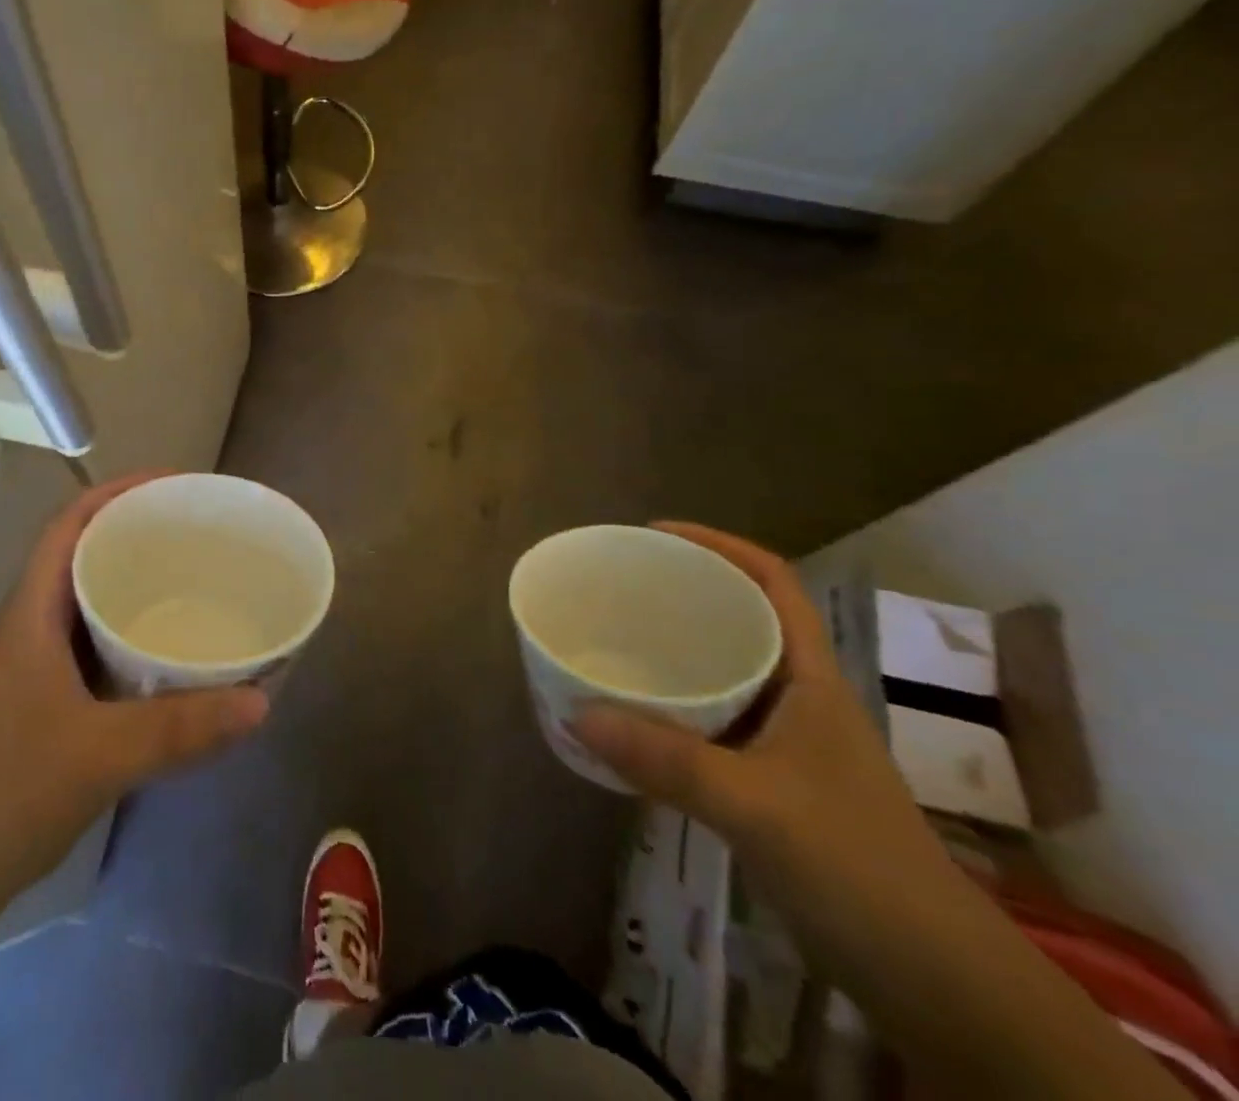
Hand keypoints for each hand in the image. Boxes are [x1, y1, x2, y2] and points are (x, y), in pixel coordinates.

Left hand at [0, 473, 268, 930]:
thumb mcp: (96, 755)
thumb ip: (180, 728)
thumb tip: (261, 702)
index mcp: (31, 613)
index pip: (71, 524)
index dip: (119, 491)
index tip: (176, 486)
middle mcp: (30, 629)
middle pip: (85, 558)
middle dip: (138, 537)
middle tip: (202, 538)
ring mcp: (32, 672)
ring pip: (90, 610)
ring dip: (136, 593)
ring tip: (196, 589)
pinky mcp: (40, 711)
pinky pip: (96, 656)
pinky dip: (132, 647)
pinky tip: (169, 667)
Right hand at [571, 523, 955, 933]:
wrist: (936, 980)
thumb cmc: (858, 865)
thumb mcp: (756, 805)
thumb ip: (666, 760)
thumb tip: (577, 714)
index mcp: (810, 677)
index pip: (772, 581)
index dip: (717, 544)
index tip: (655, 534)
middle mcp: (798, 696)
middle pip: (741, 619)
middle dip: (683, 594)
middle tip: (618, 587)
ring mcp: (787, 742)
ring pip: (724, 672)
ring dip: (674, 653)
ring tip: (615, 641)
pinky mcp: (771, 782)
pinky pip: (711, 721)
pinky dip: (672, 709)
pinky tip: (635, 720)